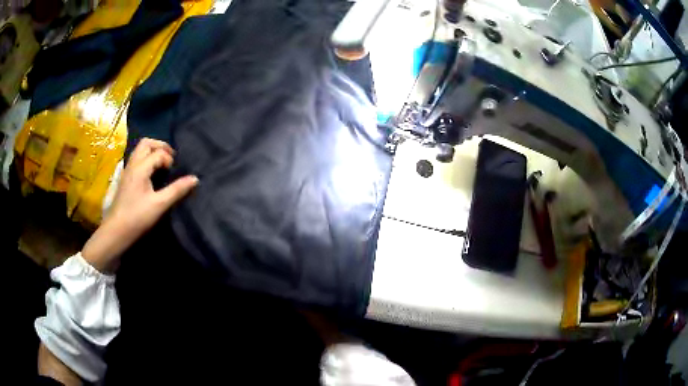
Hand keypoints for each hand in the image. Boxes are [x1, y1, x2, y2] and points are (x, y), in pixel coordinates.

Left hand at [82, 138, 198, 273]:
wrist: (116, 231)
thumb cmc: (137, 217)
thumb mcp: (159, 205)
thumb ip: (177, 190)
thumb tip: (195, 178)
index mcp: (140, 168)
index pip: (159, 153)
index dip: (169, 160)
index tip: (175, 174)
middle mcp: (133, 164)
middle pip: (146, 143)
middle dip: (160, 147)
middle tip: (171, 160)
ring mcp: (127, 170)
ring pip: (140, 150)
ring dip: (153, 152)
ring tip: (163, 165)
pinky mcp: (126, 178)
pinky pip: (137, 159)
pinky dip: (147, 159)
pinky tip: (152, 174)